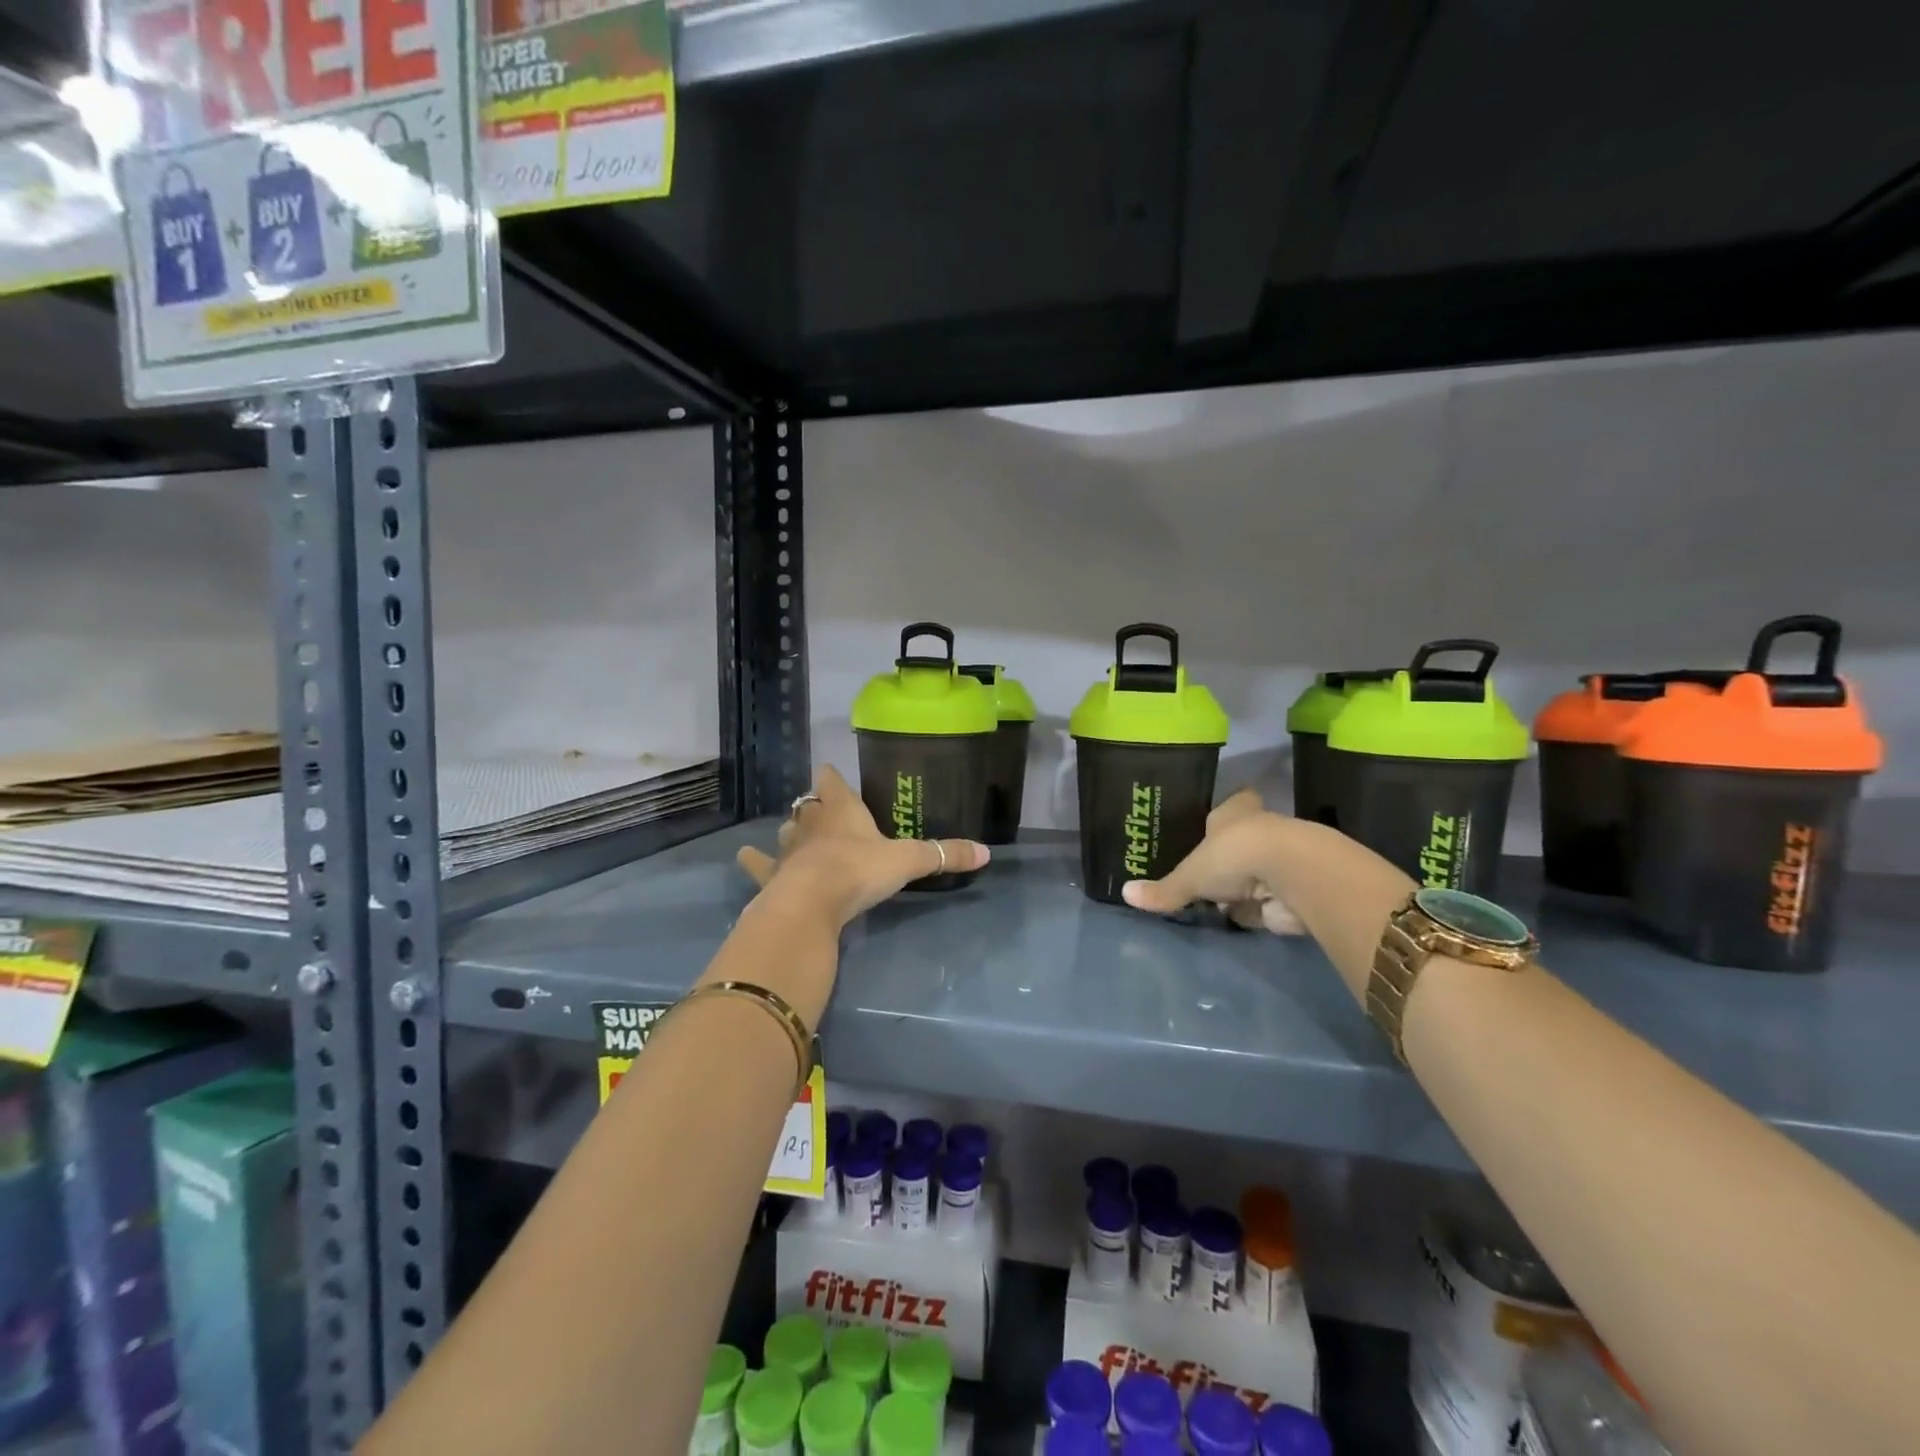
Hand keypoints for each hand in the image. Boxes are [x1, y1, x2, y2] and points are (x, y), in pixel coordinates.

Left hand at [736, 766, 990, 925]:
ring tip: (795, 835)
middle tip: (824, 812)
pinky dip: (754, 861)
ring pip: (786, 830)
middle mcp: (811, 822)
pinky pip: (759, 863)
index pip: (831, 781)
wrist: (811, 903)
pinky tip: (746, 857)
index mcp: (842, 810)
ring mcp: (787, 849)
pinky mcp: (771, 875)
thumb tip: (987, 852)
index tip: (832, 775)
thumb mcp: (908, 861)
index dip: (832, 777)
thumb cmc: (859, 870)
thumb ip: (944, 855)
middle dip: (815, 806)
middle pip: (808, 805)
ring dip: (791, 831)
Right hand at [1121, 790, 1304, 934]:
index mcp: (1235, 812)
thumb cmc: (1235, 855)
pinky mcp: (1291, 892)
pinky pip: (1265, 903)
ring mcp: (1278, 861)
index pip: (1232, 804)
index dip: (1223, 815)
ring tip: (1213, 900)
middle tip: (1201, 872)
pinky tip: (1236, 920)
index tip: (1210, 827)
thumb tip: (1125, 894)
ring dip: (1240, 888)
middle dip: (1226, 858)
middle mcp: (1259, 830)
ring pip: (1253, 873)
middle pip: (1239, 841)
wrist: (1293, 877)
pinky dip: (1254, 912)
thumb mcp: (1190, 874)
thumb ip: (1164, 889)